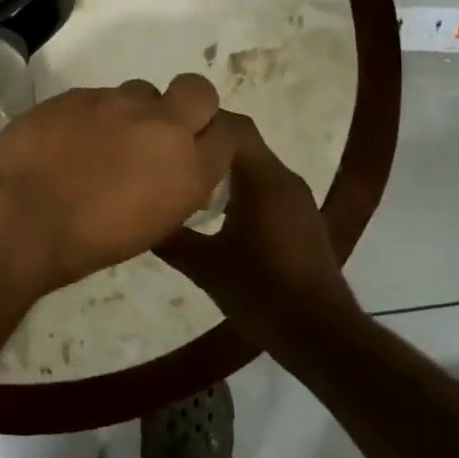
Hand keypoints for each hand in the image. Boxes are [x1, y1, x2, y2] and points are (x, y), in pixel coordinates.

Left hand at [0, 74, 233, 296]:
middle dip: (187, 104)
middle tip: (158, 128)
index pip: (228, 134)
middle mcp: (163, 126)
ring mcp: (118, 103)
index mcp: (189, 169)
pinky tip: (68, 137)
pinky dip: (92, 114)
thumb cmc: (85, 243)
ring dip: (132, 110)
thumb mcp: (150, 226)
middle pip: (198, 91)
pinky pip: (98, 96)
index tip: (196, 147)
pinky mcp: (79, 93)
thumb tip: (171, 171)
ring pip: (142, 90)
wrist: (18, 216)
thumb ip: (172, 187)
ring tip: (103, 137)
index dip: (212, 137)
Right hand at [158, 111, 361, 352]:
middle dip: (205, 142)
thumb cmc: (262, 292)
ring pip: (252, 164)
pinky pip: (263, 185)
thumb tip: (136, 216)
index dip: (197, 121)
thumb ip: (170, 236)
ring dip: (220, 164)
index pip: (231, 126)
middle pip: (242, 141)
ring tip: (182, 177)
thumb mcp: (204, 265)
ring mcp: (296, 199)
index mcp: (264, 179)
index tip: (164, 128)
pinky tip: (212, 211)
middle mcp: (284, 179)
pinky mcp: (299, 219)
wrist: (322, 336)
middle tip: (166, 150)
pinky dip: (237, 185)